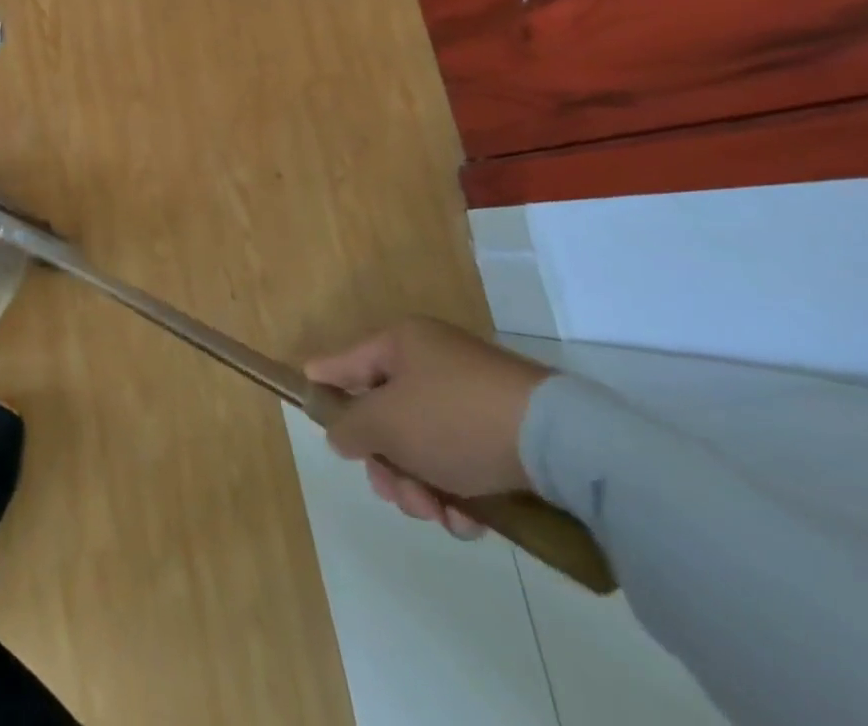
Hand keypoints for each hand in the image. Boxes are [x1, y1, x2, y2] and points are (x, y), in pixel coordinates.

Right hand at [305, 317, 550, 540]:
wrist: (560, 442)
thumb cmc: (454, 418)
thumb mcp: (387, 423)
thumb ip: (350, 426)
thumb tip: (340, 432)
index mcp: (401, 344)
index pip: (346, 361)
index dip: (324, 383)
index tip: (308, 403)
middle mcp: (433, 362)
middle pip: (385, 415)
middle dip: (386, 463)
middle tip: (397, 493)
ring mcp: (470, 397)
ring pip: (422, 446)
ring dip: (421, 487)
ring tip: (439, 514)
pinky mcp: (504, 432)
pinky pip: (461, 461)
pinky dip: (458, 494)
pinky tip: (468, 522)